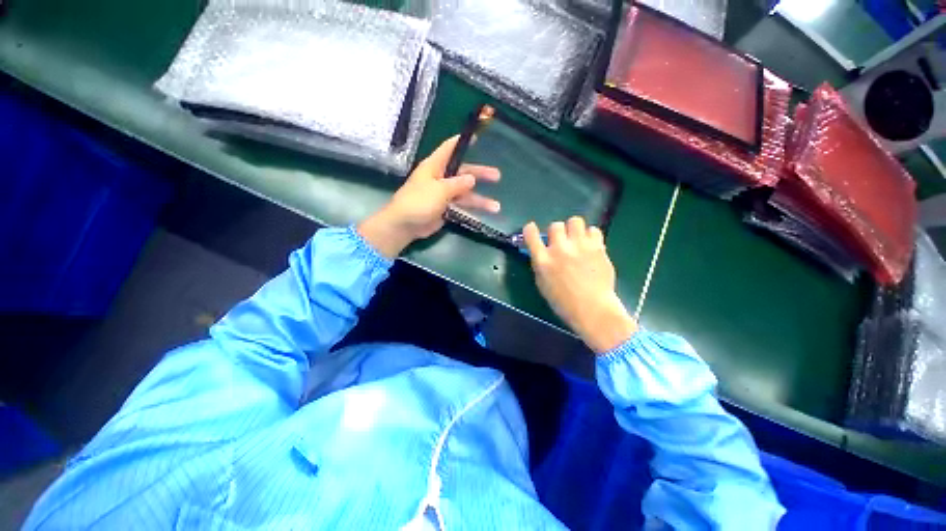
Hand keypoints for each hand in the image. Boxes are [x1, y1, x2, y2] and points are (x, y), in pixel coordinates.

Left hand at [358, 136, 499, 258]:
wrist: (405, 225)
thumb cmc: (419, 202)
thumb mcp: (439, 190)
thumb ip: (457, 184)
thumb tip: (472, 179)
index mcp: (435, 167)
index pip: (449, 149)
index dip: (462, 143)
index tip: (477, 138)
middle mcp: (440, 178)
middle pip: (463, 173)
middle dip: (480, 174)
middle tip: (497, 176)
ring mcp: (443, 195)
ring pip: (465, 194)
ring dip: (480, 200)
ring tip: (496, 206)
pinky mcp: (445, 208)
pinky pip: (461, 207)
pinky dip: (471, 211)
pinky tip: (484, 216)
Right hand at [523, 218, 637, 353]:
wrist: (592, 309)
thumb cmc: (563, 302)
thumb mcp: (542, 284)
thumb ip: (540, 265)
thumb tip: (542, 252)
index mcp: (543, 260)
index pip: (531, 234)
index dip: (530, 229)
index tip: (531, 228)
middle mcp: (559, 249)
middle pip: (555, 225)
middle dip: (557, 231)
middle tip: (562, 241)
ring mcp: (579, 246)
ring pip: (575, 221)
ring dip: (574, 229)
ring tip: (577, 239)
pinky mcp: (597, 247)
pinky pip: (593, 230)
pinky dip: (590, 235)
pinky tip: (591, 246)